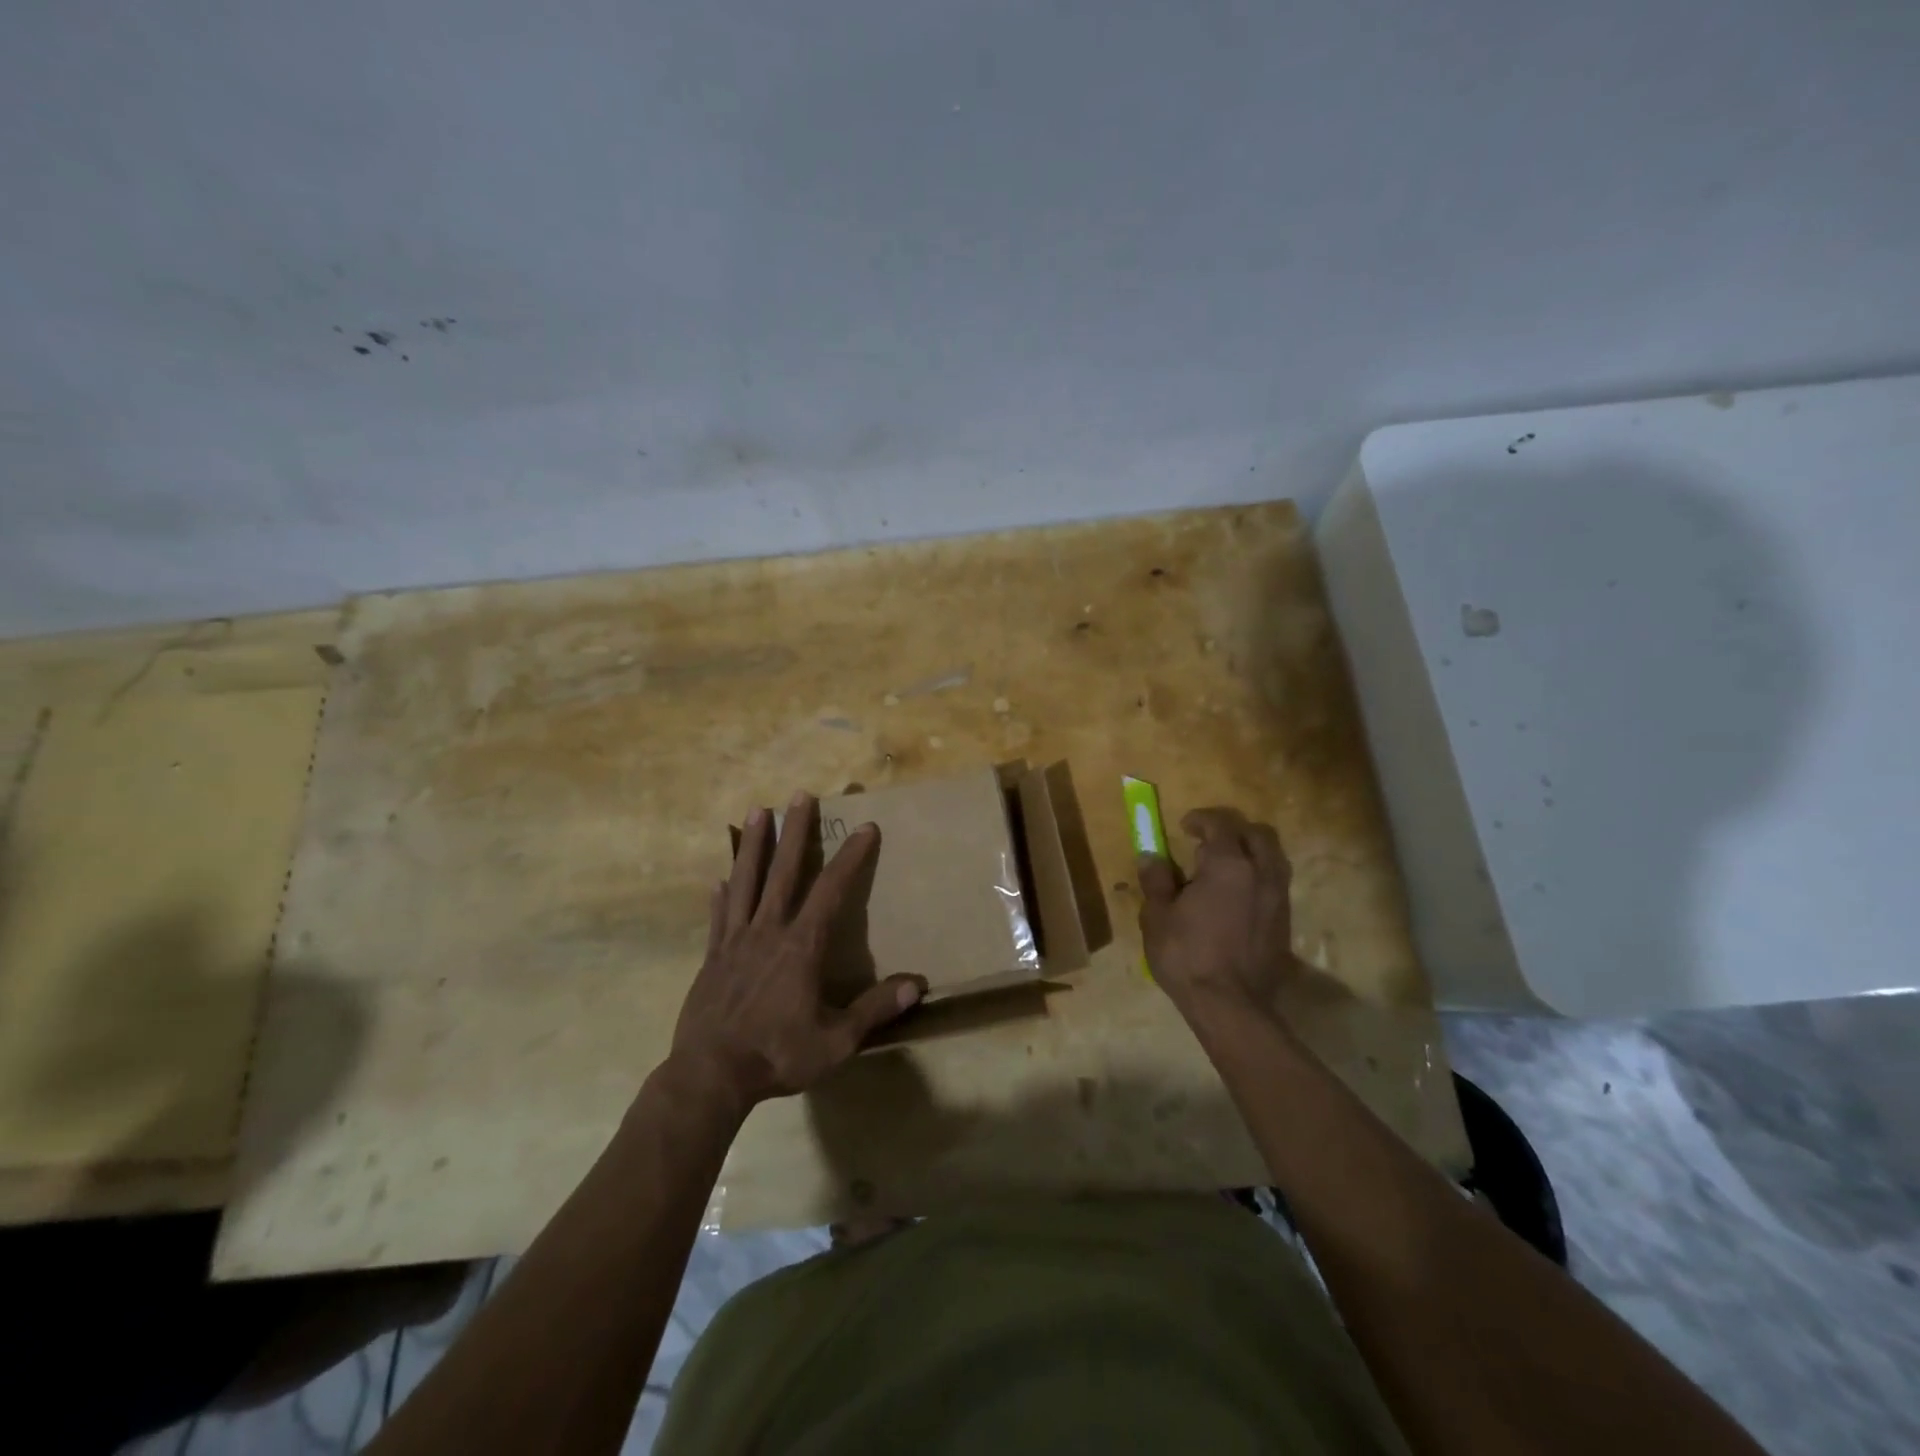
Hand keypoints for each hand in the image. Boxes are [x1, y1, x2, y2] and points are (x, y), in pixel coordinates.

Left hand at [668, 792, 923, 1114]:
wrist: (709, 1077)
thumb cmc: (777, 1056)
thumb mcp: (836, 1042)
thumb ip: (874, 1010)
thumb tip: (916, 985)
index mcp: (801, 947)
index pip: (831, 890)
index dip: (851, 857)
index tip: (865, 827)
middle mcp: (768, 931)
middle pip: (783, 871)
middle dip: (795, 830)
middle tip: (800, 794)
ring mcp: (735, 941)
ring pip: (745, 881)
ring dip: (752, 844)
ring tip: (756, 811)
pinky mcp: (711, 957)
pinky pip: (718, 916)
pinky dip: (721, 894)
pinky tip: (718, 878)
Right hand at [1137, 807, 1296, 1023]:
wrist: (1231, 1006)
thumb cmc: (1187, 956)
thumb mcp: (1158, 916)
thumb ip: (1156, 881)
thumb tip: (1151, 857)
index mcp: (1228, 865)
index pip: (1221, 824)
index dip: (1201, 819)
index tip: (1184, 826)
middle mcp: (1261, 874)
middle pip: (1257, 834)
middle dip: (1233, 830)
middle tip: (1208, 842)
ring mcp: (1278, 899)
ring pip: (1273, 858)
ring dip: (1251, 852)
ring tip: (1225, 867)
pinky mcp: (1285, 923)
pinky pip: (1275, 884)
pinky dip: (1258, 877)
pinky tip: (1237, 896)